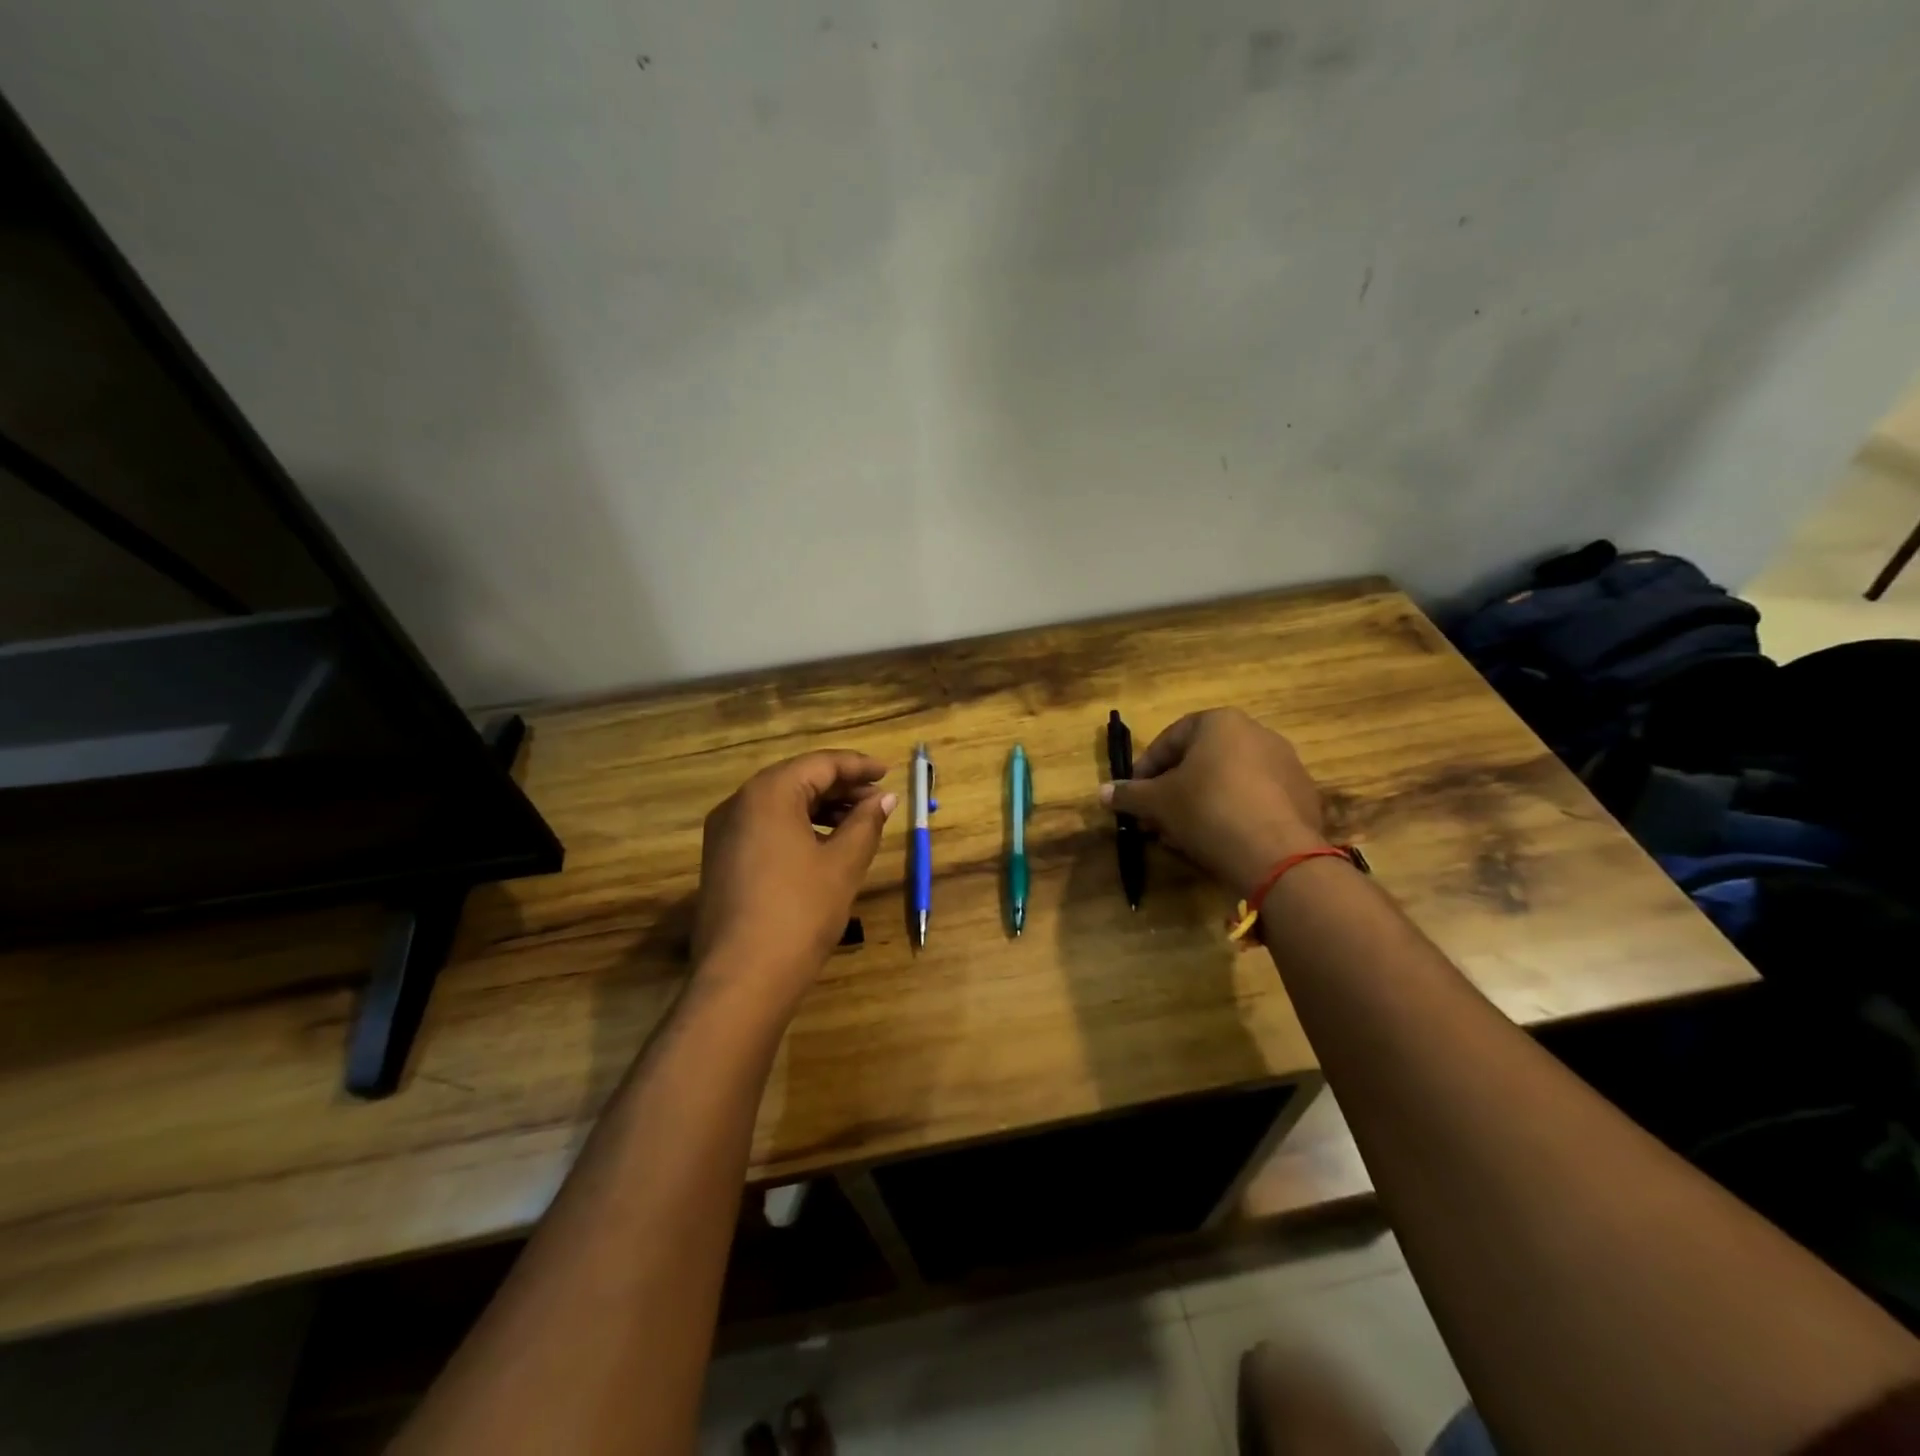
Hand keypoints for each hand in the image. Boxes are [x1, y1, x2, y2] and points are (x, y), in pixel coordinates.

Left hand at [693, 751, 896, 1003]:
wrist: (742, 979)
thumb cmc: (800, 912)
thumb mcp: (842, 865)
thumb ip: (866, 823)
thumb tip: (884, 798)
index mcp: (768, 794)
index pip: (819, 764)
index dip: (857, 766)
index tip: (887, 772)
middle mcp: (739, 804)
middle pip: (797, 779)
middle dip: (840, 787)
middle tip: (878, 799)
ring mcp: (724, 833)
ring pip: (780, 805)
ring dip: (820, 808)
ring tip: (858, 823)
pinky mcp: (721, 860)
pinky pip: (765, 827)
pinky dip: (798, 827)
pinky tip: (824, 846)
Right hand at [1099, 708, 1325, 893]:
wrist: (1276, 854)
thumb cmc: (1207, 810)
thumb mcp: (1157, 802)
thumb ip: (1129, 794)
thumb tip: (1102, 792)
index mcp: (1220, 722)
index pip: (1170, 739)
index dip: (1145, 769)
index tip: (1133, 795)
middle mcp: (1257, 733)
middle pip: (1201, 760)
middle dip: (1173, 789)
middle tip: (1156, 817)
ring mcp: (1286, 764)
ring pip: (1228, 781)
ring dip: (1201, 803)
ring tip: (1183, 834)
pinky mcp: (1303, 796)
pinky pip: (1256, 800)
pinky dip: (1233, 814)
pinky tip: (1218, 840)